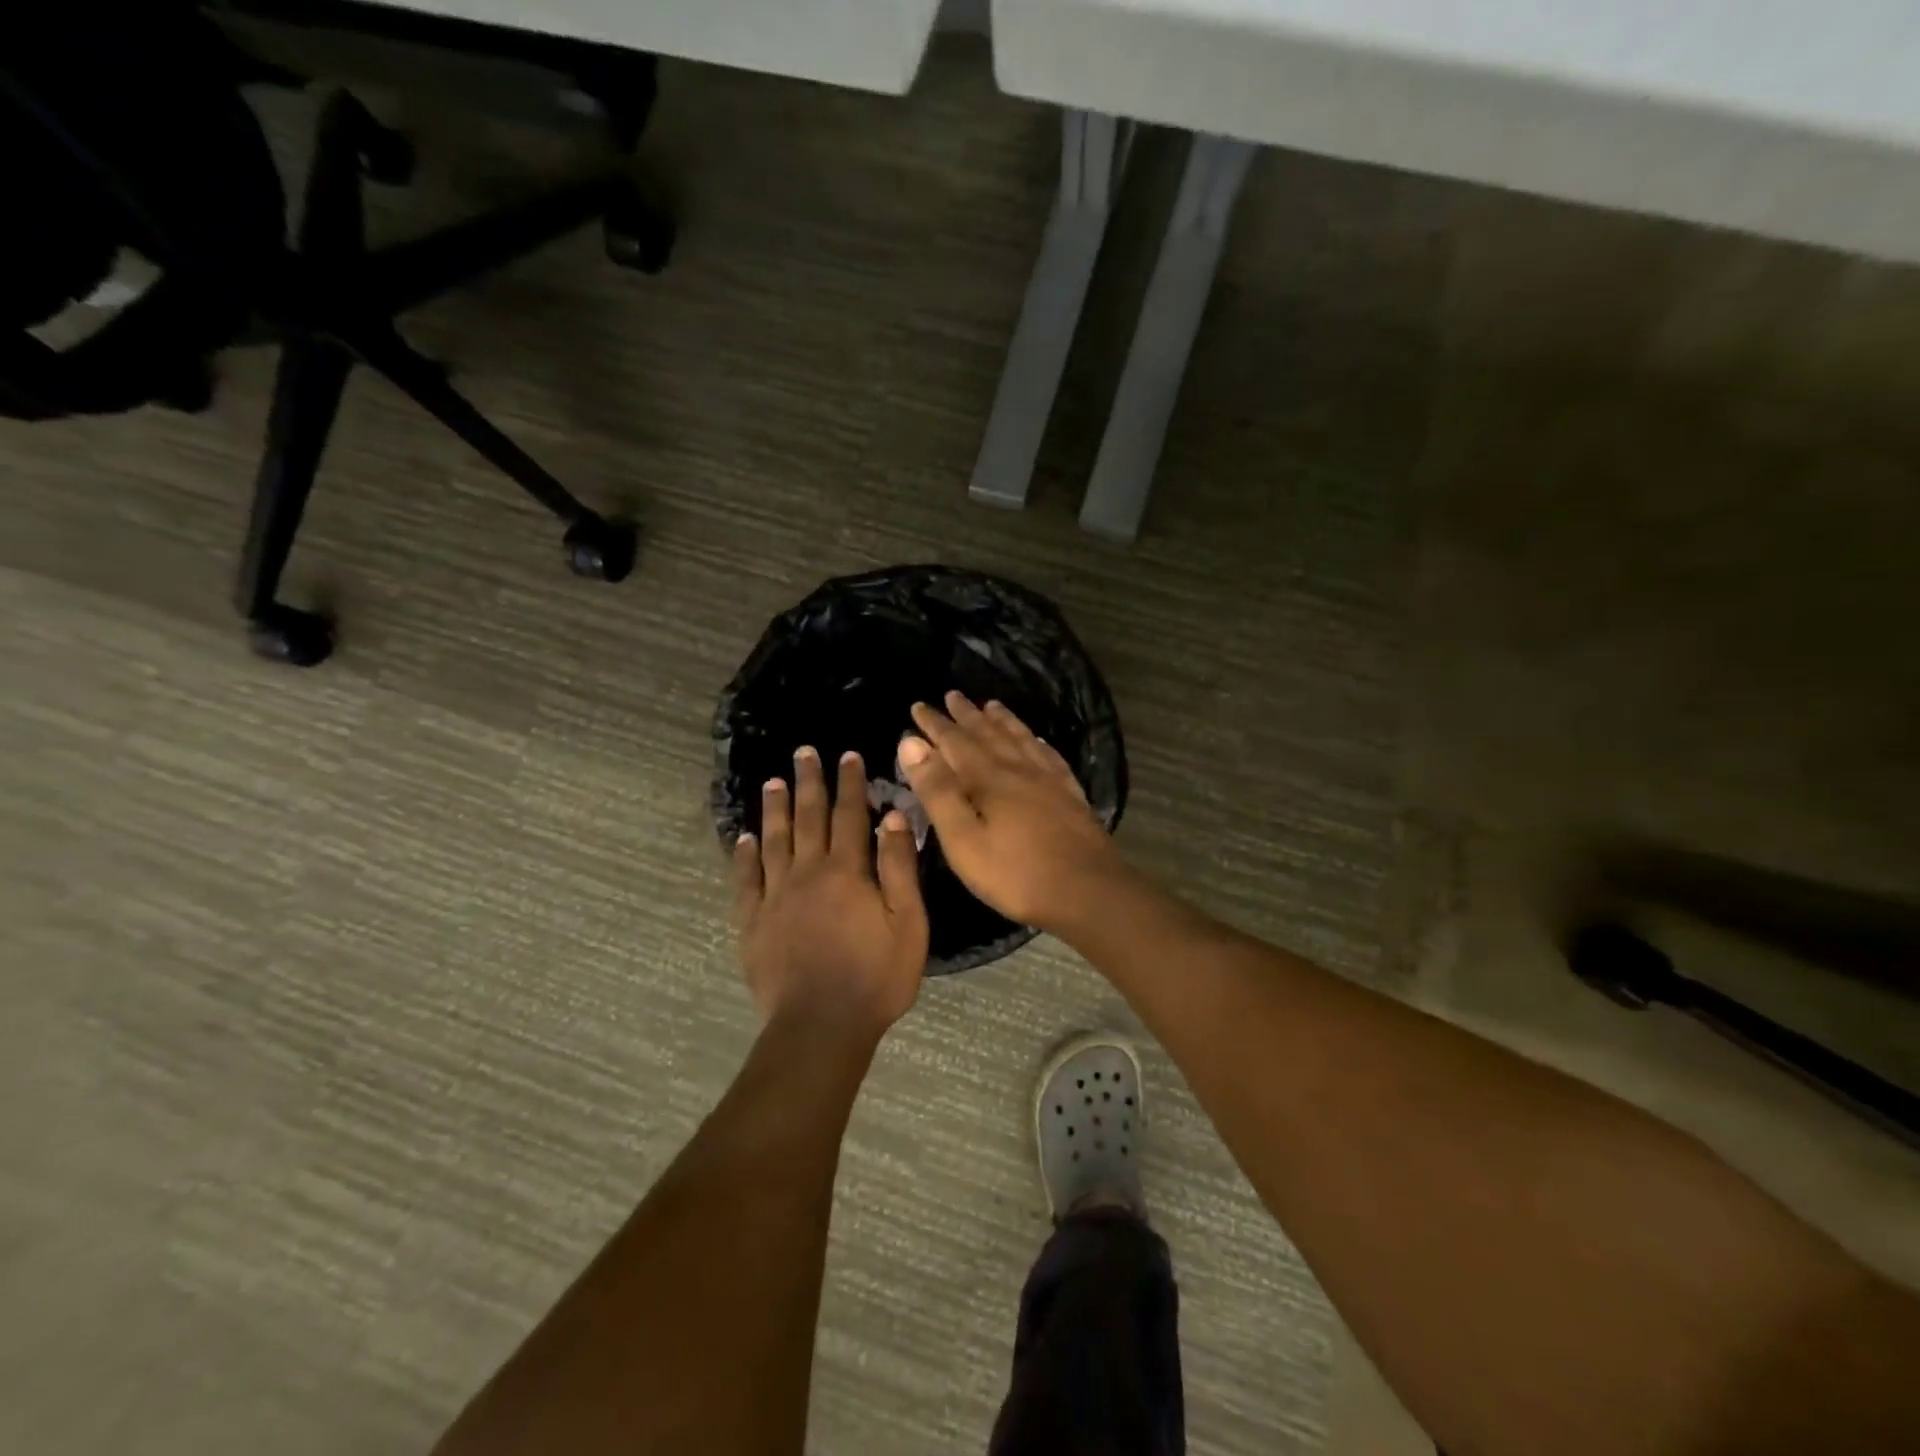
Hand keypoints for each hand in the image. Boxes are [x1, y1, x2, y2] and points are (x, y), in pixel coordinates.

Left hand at [734, 746, 928, 1039]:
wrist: (821, 1026)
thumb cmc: (876, 977)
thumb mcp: (908, 922)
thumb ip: (898, 867)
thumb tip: (892, 816)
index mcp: (847, 870)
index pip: (850, 815)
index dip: (850, 783)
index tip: (848, 755)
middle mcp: (807, 872)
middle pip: (808, 818)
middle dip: (809, 782)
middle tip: (803, 752)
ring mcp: (775, 896)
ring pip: (774, 841)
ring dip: (775, 809)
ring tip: (772, 782)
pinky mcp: (753, 922)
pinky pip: (746, 880)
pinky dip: (744, 856)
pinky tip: (743, 838)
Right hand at [898, 692, 1126, 934]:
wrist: (1087, 891)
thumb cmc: (1015, 873)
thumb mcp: (962, 839)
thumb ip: (937, 790)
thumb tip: (911, 742)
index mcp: (988, 778)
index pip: (955, 741)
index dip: (935, 724)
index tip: (918, 706)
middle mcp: (1019, 769)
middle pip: (989, 734)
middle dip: (967, 715)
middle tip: (953, 695)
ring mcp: (1050, 781)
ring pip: (1021, 739)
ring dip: (1003, 721)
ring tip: (992, 705)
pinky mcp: (1071, 796)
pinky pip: (1050, 757)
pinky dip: (1037, 743)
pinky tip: (1038, 741)